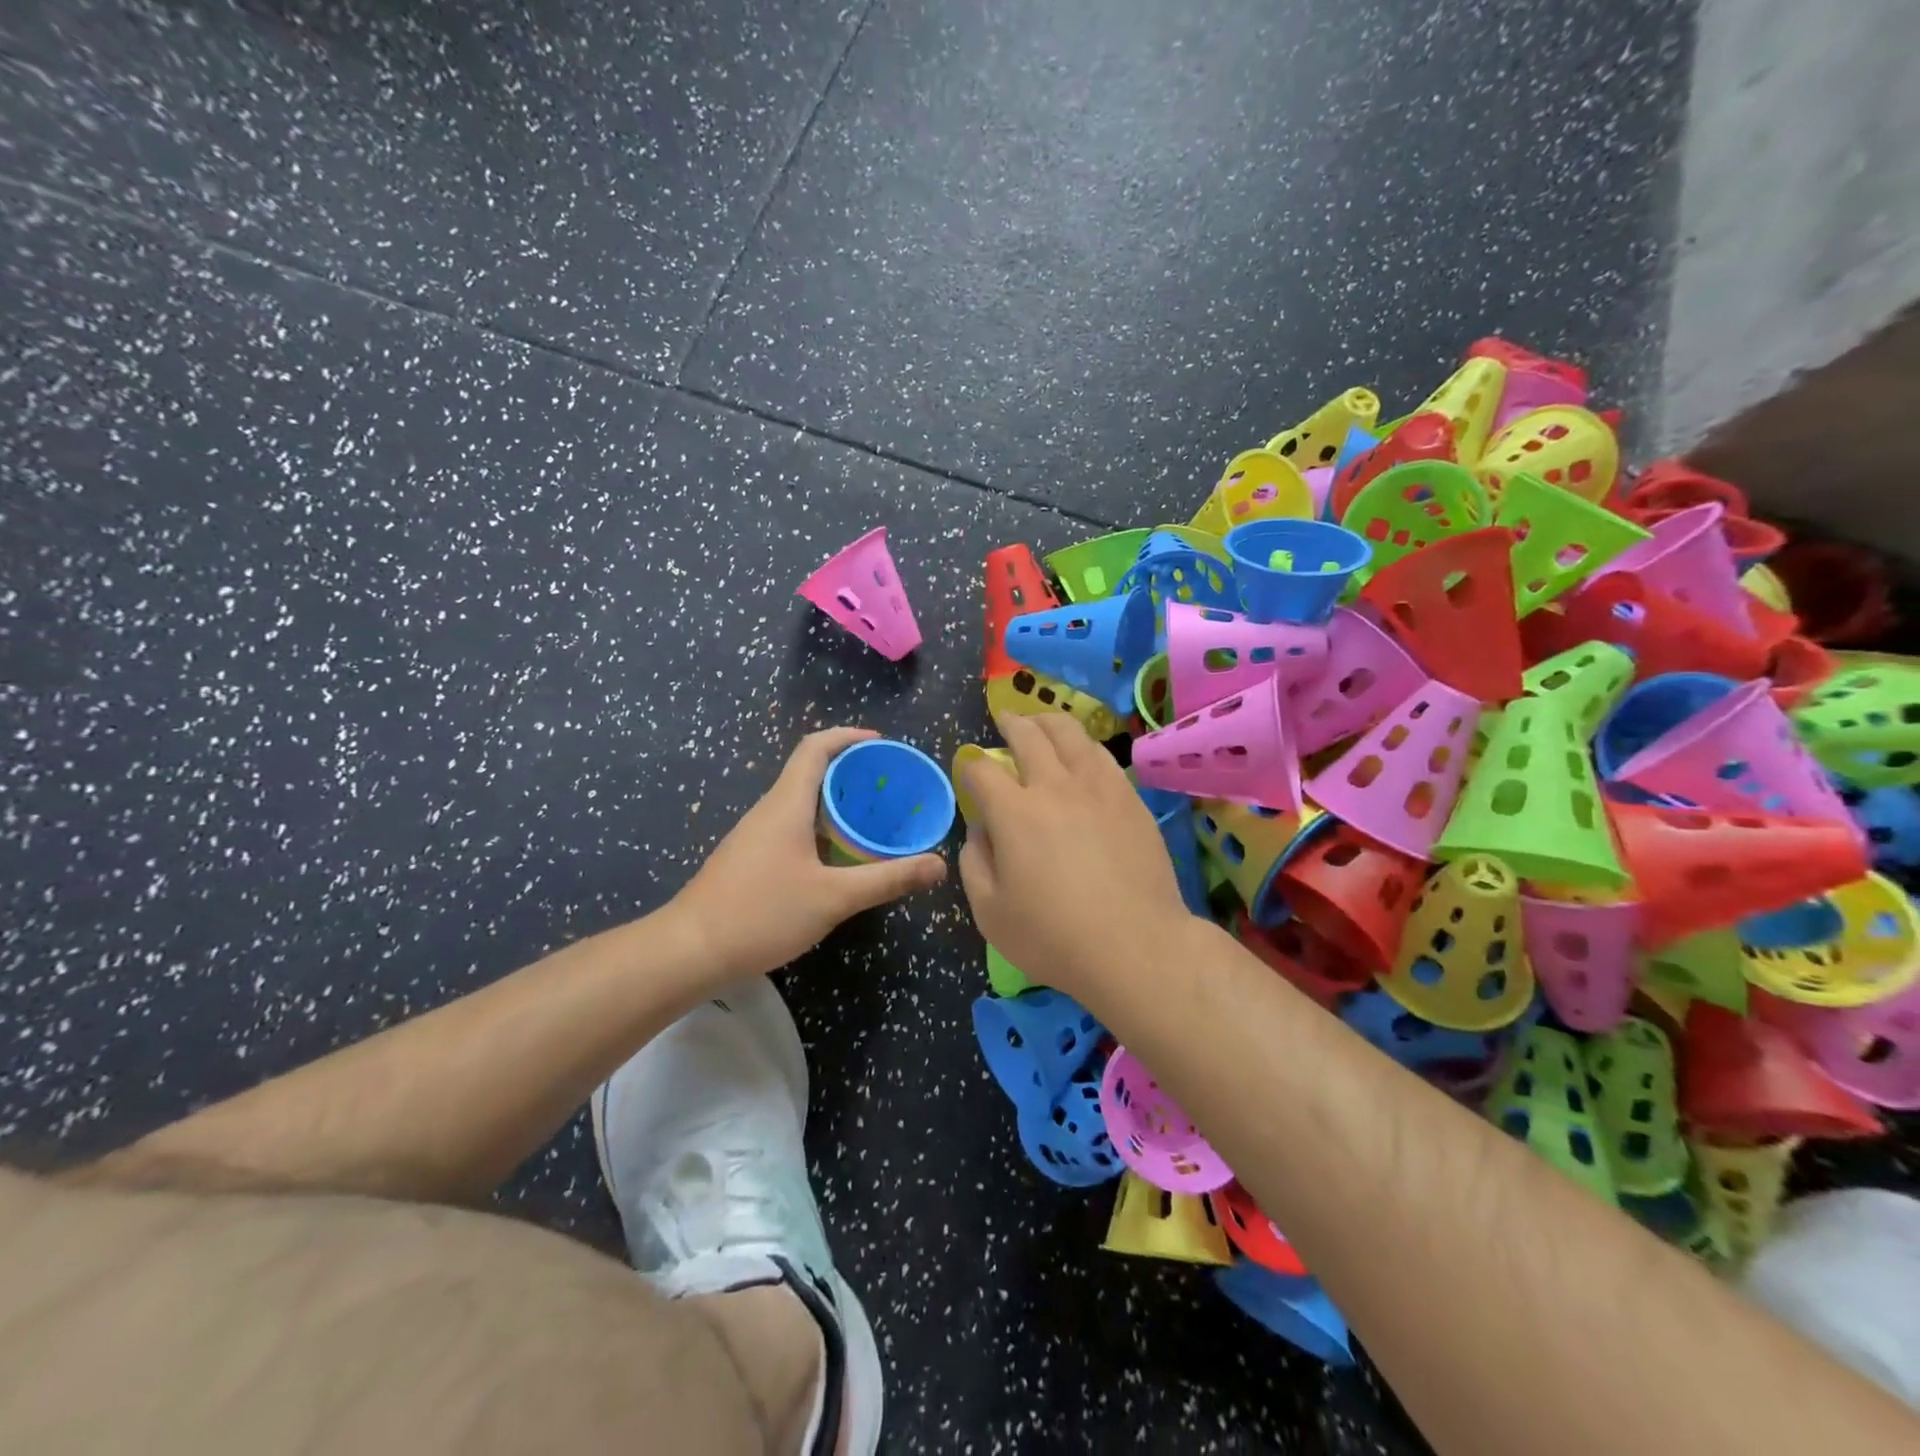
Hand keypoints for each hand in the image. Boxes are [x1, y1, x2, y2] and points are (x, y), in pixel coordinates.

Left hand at [673, 728, 947, 978]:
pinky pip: (790, 826)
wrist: (689, 951)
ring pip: (799, 802)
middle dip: (850, 771)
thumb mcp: (834, 898)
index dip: (848, 736)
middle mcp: (769, 810)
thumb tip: (938, 865)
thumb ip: (887, 879)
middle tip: (888, 787)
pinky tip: (837, 856)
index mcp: (787, 804)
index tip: (881, 743)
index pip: (815, 748)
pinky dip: (819, 827)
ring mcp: (754, 835)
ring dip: (834, 802)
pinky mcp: (748, 859)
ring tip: (872, 819)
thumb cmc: (761, 913)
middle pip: (809, 772)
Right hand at [958, 712, 1190, 1000]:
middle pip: (1029, 736)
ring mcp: (1098, 788)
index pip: (983, 770)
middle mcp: (1055, 787)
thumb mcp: (990, 912)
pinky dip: (1084, 745)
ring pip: (1071, 735)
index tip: (968, 769)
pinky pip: (1103, 757)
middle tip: (1004, 719)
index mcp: (1014, 812)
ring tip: (1041, 722)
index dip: (970, 765)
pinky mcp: (1130, 800)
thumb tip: (979, 831)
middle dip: (1010, 723)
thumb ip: (974, 864)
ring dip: (1049, 722)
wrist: (1136, 946)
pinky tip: (1083, 751)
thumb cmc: (1054, 937)